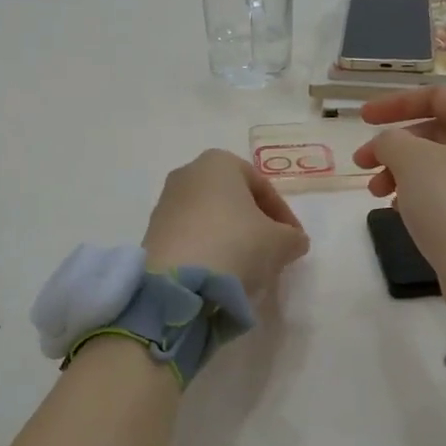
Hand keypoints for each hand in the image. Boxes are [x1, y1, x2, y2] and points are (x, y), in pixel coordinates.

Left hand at [142, 150, 310, 297]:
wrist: (178, 282)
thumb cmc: (236, 245)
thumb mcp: (280, 243)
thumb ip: (293, 238)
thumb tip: (293, 241)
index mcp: (219, 162)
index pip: (262, 187)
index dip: (284, 215)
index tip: (294, 241)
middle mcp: (188, 173)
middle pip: (233, 199)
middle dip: (254, 224)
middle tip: (272, 251)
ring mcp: (166, 202)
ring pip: (210, 218)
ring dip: (230, 238)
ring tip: (246, 266)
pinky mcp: (152, 232)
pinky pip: (191, 236)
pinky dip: (208, 249)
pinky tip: (220, 272)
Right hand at [354, 87, 445, 332]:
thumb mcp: (411, 160)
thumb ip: (390, 140)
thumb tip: (387, 145)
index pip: (437, 95)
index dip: (396, 102)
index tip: (362, 119)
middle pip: (434, 130)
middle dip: (393, 144)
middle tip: (361, 163)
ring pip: (436, 164)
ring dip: (400, 171)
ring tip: (375, 193)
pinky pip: (444, 192)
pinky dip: (417, 193)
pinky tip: (397, 210)